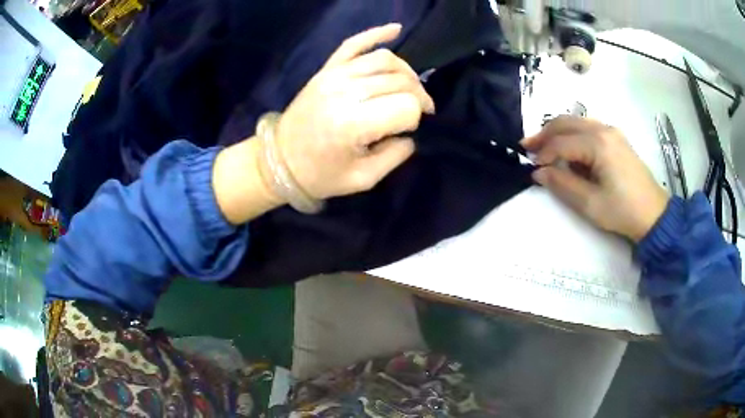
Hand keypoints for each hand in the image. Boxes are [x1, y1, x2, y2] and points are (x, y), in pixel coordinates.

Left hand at [274, 23, 434, 199]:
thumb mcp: (363, 179)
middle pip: (400, 80)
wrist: (278, 160)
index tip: (407, 131)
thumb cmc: (319, 175)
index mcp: (353, 124)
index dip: (415, 118)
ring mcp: (334, 75)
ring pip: (385, 60)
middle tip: (420, 110)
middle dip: (418, 95)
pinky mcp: (326, 69)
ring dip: (406, 72)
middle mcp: (345, 91)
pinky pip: (354, 43)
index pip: (406, 107)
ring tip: (410, 88)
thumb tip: (410, 133)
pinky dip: (377, 34)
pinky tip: (396, 29)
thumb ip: (395, 155)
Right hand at [522, 117, 669, 242]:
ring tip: (542, 146)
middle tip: (526, 147)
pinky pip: (587, 127)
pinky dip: (572, 134)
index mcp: (598, 144)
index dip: (543, 155)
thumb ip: (563, 185)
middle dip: (544, 134)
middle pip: (566, 123)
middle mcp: (603, 129)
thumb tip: (539, 172)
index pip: (561, 143)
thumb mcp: (590, 204)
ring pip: (576, 121)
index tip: (531, 168)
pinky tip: (567, 147)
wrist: (653, 214)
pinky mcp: (615, 138)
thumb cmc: (623, 211)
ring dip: (557, 131)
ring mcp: (611, 131)